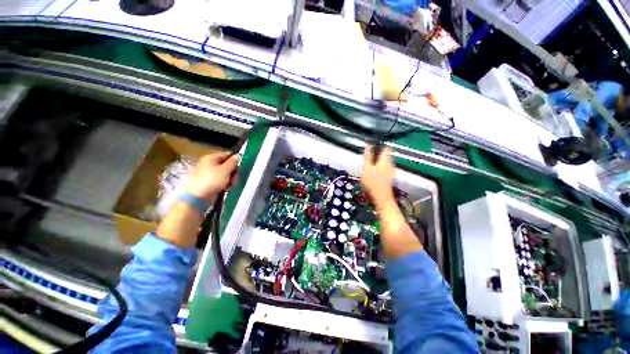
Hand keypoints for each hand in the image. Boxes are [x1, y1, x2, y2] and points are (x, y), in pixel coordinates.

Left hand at [185, 152, 239, 202]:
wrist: (199, 197)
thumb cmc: (212, 180)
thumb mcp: (225, 170)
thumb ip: (233, 162)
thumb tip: (238, 155)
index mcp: (211, 158)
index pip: (227, 155)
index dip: (234, 161)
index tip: (239, 168)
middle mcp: (209, 164)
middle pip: (227, 165)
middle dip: (233, 173)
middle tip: (234, 179)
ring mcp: (209, 174)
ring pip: (226, 174)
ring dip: (231, 180)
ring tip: (230, 186)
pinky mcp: (210, 182)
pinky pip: (222, 180)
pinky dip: (225, 184)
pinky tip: (226, 189)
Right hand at [361, 146, 395, 205]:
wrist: (381, 197)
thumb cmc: (373, 183)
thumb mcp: (366, 169)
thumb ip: (367, 157)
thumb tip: (368, 146)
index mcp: (385, 160)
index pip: (386, 148)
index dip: (380, 146)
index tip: (374, 148)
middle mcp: (391, 164)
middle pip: (387, 155)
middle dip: (379, 155)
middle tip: (370, 159)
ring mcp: (392, 171)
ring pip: (387, 162)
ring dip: (380, 162)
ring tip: (372, 167)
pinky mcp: (391, 177)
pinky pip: (387, 168)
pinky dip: (382, 168)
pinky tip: (376, 174)